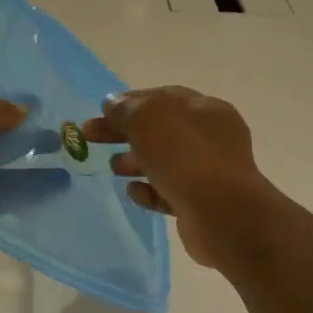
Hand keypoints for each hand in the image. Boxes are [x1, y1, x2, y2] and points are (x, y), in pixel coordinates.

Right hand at [82, 86, 277, 269]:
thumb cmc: (184, 156)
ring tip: (114, 168)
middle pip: (158, 130)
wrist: (221, 213)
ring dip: (135, 162)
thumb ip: (126, 109)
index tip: (99, 112)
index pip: (161, 98)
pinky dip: (149, 191)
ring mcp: (208, 171)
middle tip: (90, 138)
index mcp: (204, 109)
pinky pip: (168, 192)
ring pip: (163, 162)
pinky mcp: (200, 203)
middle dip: (124, 133)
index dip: (128, 103)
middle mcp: (210, 137)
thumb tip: (113, 103)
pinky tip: (135, 193)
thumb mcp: (147, 120)